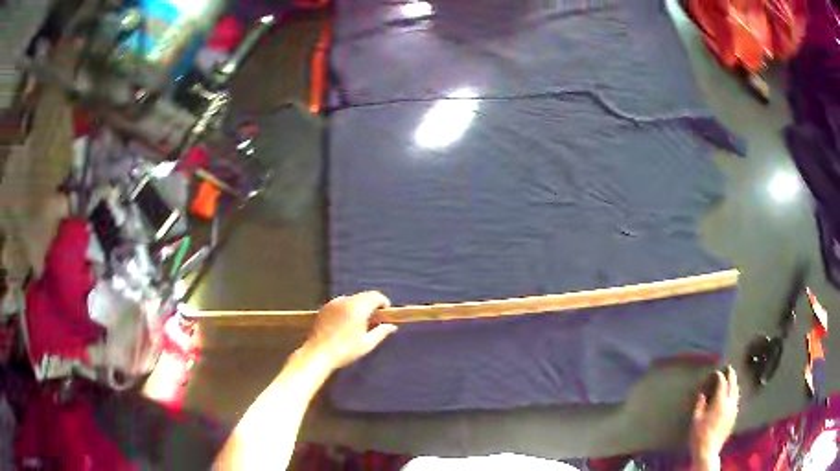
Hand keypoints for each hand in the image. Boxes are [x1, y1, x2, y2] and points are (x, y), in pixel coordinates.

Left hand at [303, 291, 397, 370]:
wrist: (318, 354)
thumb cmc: (345, 350)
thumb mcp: (367, 343)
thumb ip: (381, 332)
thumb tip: (392, 326)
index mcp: (358, 307)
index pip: (375, 296)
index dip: (383, 303)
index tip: (386, 314)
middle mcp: (345, 300)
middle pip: (364, 296)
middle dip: (371, 305)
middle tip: (374, 321)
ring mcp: (333, 303)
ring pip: (351, 299)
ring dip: (359, 307)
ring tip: (359, 323)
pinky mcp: (324, 308)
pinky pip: (340, 304)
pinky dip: (347, 309)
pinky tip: (345, 324)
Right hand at [690, 366, 739, 469]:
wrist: (708, 451)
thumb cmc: (700, 435)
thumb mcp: (696, 420)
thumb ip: (700, 405)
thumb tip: (702, 395)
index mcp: (720, 402)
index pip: (722, 383)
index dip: (720, 376)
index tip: (716, 372)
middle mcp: (729, 403)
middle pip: (733, 384)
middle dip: (731, 375)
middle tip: (729, 368)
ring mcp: (733, 410)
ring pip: (737, 392)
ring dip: (734, 384)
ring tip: (731, 380)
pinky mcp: (734, 417)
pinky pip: (736, 400)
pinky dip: (734, 394)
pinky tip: (731, 396)